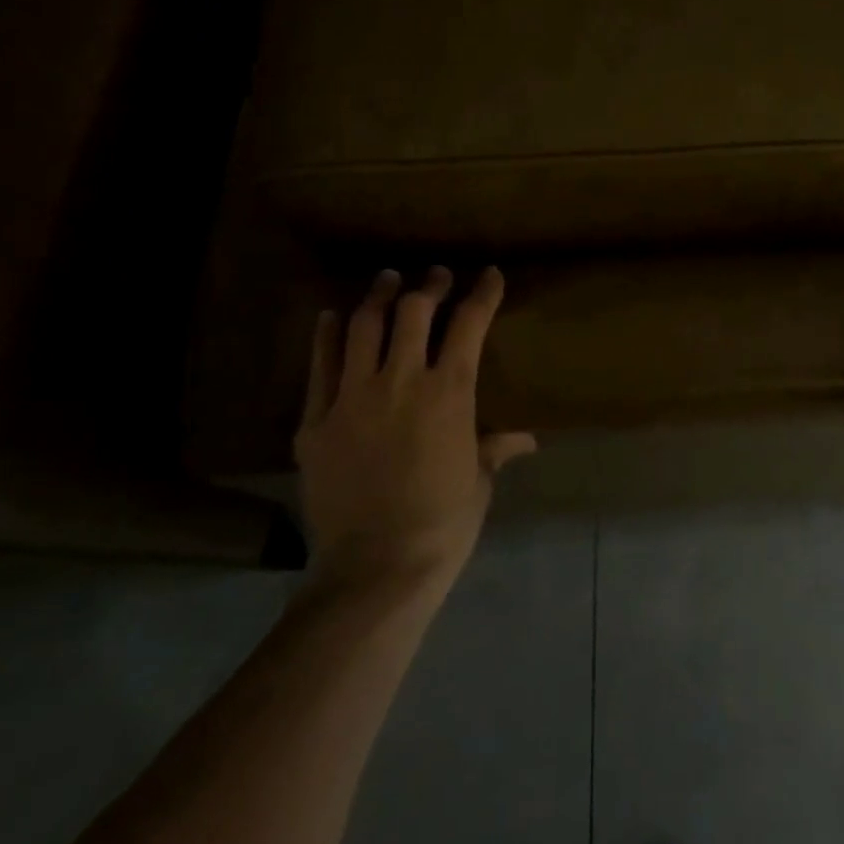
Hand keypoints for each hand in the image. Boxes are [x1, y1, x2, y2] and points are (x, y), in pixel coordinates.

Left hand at [295, 265, 535, 591]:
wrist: (375, 568)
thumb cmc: (443, 524)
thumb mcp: (479, 481)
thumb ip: (497, 448)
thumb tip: (528, 439)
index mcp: (449, 392)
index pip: (470, 324)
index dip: (482, 293)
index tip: (489, 274)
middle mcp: (401, 381)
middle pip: (413, 312)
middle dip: (429, 286)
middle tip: (435, 276)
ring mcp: (352, 397)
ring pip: (363, 327)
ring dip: (378, 297)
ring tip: (387, 280)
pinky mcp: (315, 421)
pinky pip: (318, 365)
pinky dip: (325, 335)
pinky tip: (330, 317)